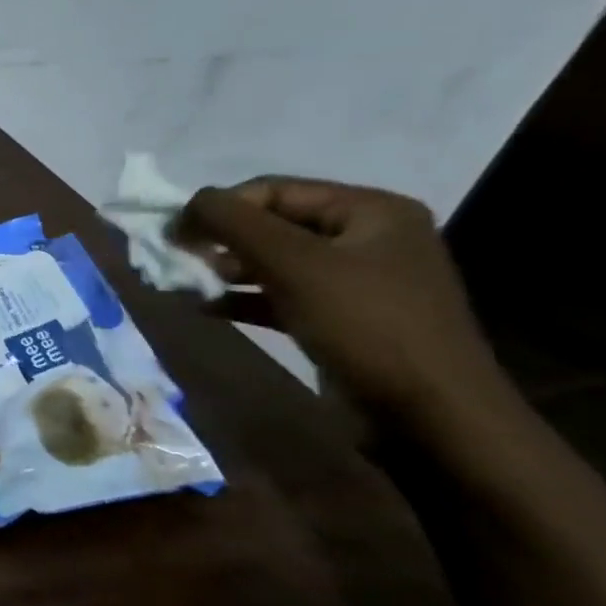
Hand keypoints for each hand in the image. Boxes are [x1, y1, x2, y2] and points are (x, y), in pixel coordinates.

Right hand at [176, 177, 499, 416]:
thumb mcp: (293, 263)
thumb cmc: (364, 324)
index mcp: (370, 210)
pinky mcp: (340, 319)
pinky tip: (205, 309)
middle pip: (272, 224)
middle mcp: (366, 238)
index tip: (175, 236)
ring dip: (225, 271)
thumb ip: (233, 223)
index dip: (219, 207)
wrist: (430, 415)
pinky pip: (279, 296)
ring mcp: (355, 281)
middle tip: (180, 261)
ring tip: (188, 285)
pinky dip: (241, 299)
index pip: (273, 190)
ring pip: (272, 262)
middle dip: (221, 240)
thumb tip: (184, 205)